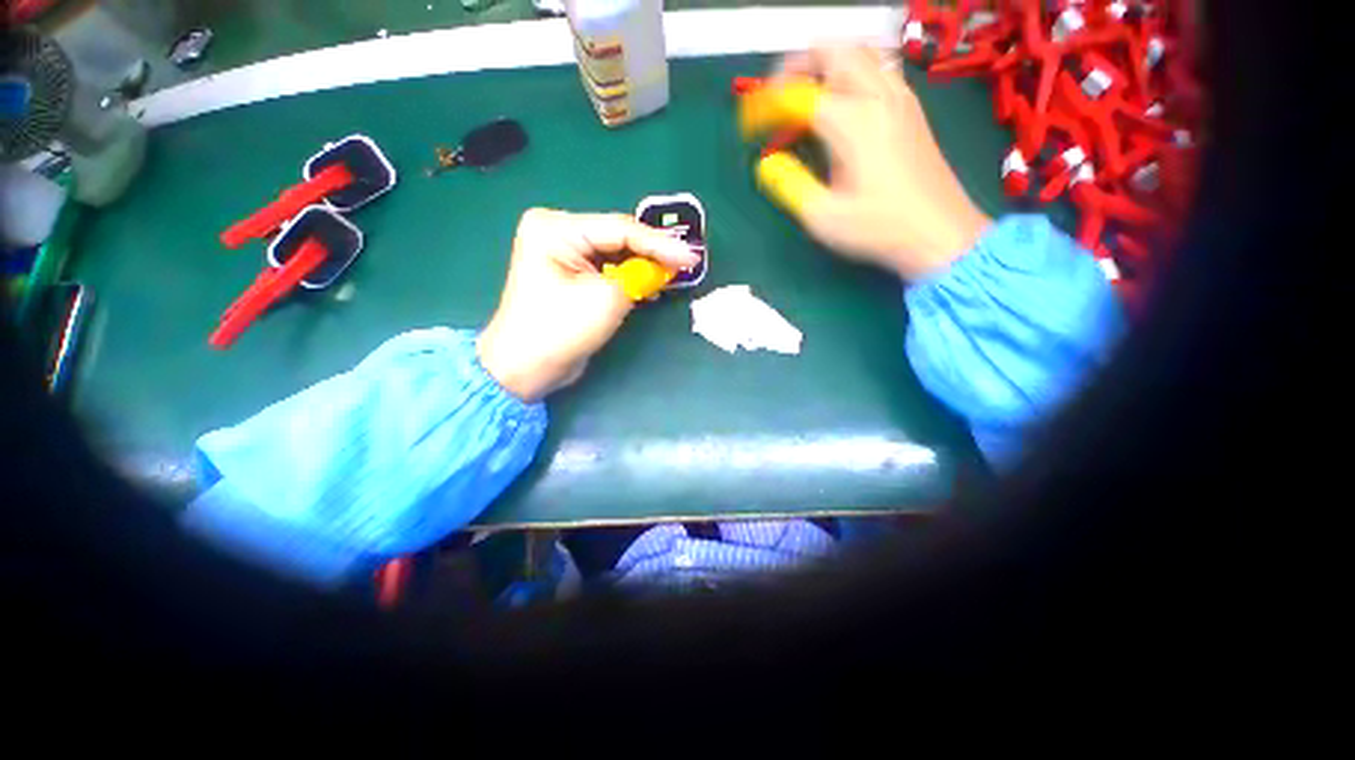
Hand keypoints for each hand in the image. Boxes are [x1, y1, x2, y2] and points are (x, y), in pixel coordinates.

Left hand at [477, 209, 698, 401]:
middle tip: (687, 262)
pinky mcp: (571, 276)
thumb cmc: (561, 329)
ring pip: (616, 254)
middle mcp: (558, 232)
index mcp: (556, 227)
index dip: (660, 244)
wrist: (526, 368)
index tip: (691, 257)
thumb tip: (663, 268)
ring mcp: (563, 254)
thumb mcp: (607, 298)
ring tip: (676, 272)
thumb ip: (639, 276)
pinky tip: (653, 283)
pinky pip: (608, 270)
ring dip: (644, 265)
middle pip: (619, 238)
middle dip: (654, 252)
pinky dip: (631, 277)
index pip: (621, 229)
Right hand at [769, 46, 991, 277]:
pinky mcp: (911, 109)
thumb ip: (789, 185)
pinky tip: (843, 105)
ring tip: (806, 95)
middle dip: (796, 66)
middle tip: (776, 97)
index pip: (797, 94)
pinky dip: (851, 74)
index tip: (749, 126)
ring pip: (859, 53)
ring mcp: (899, 98)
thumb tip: (766, 165)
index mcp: (851, 123)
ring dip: (826, 64)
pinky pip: (878, 69)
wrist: (938, 233)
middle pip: (832, 51)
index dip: (766, 105)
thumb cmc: (878, 229)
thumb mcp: (822, 217)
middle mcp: (877, 97)